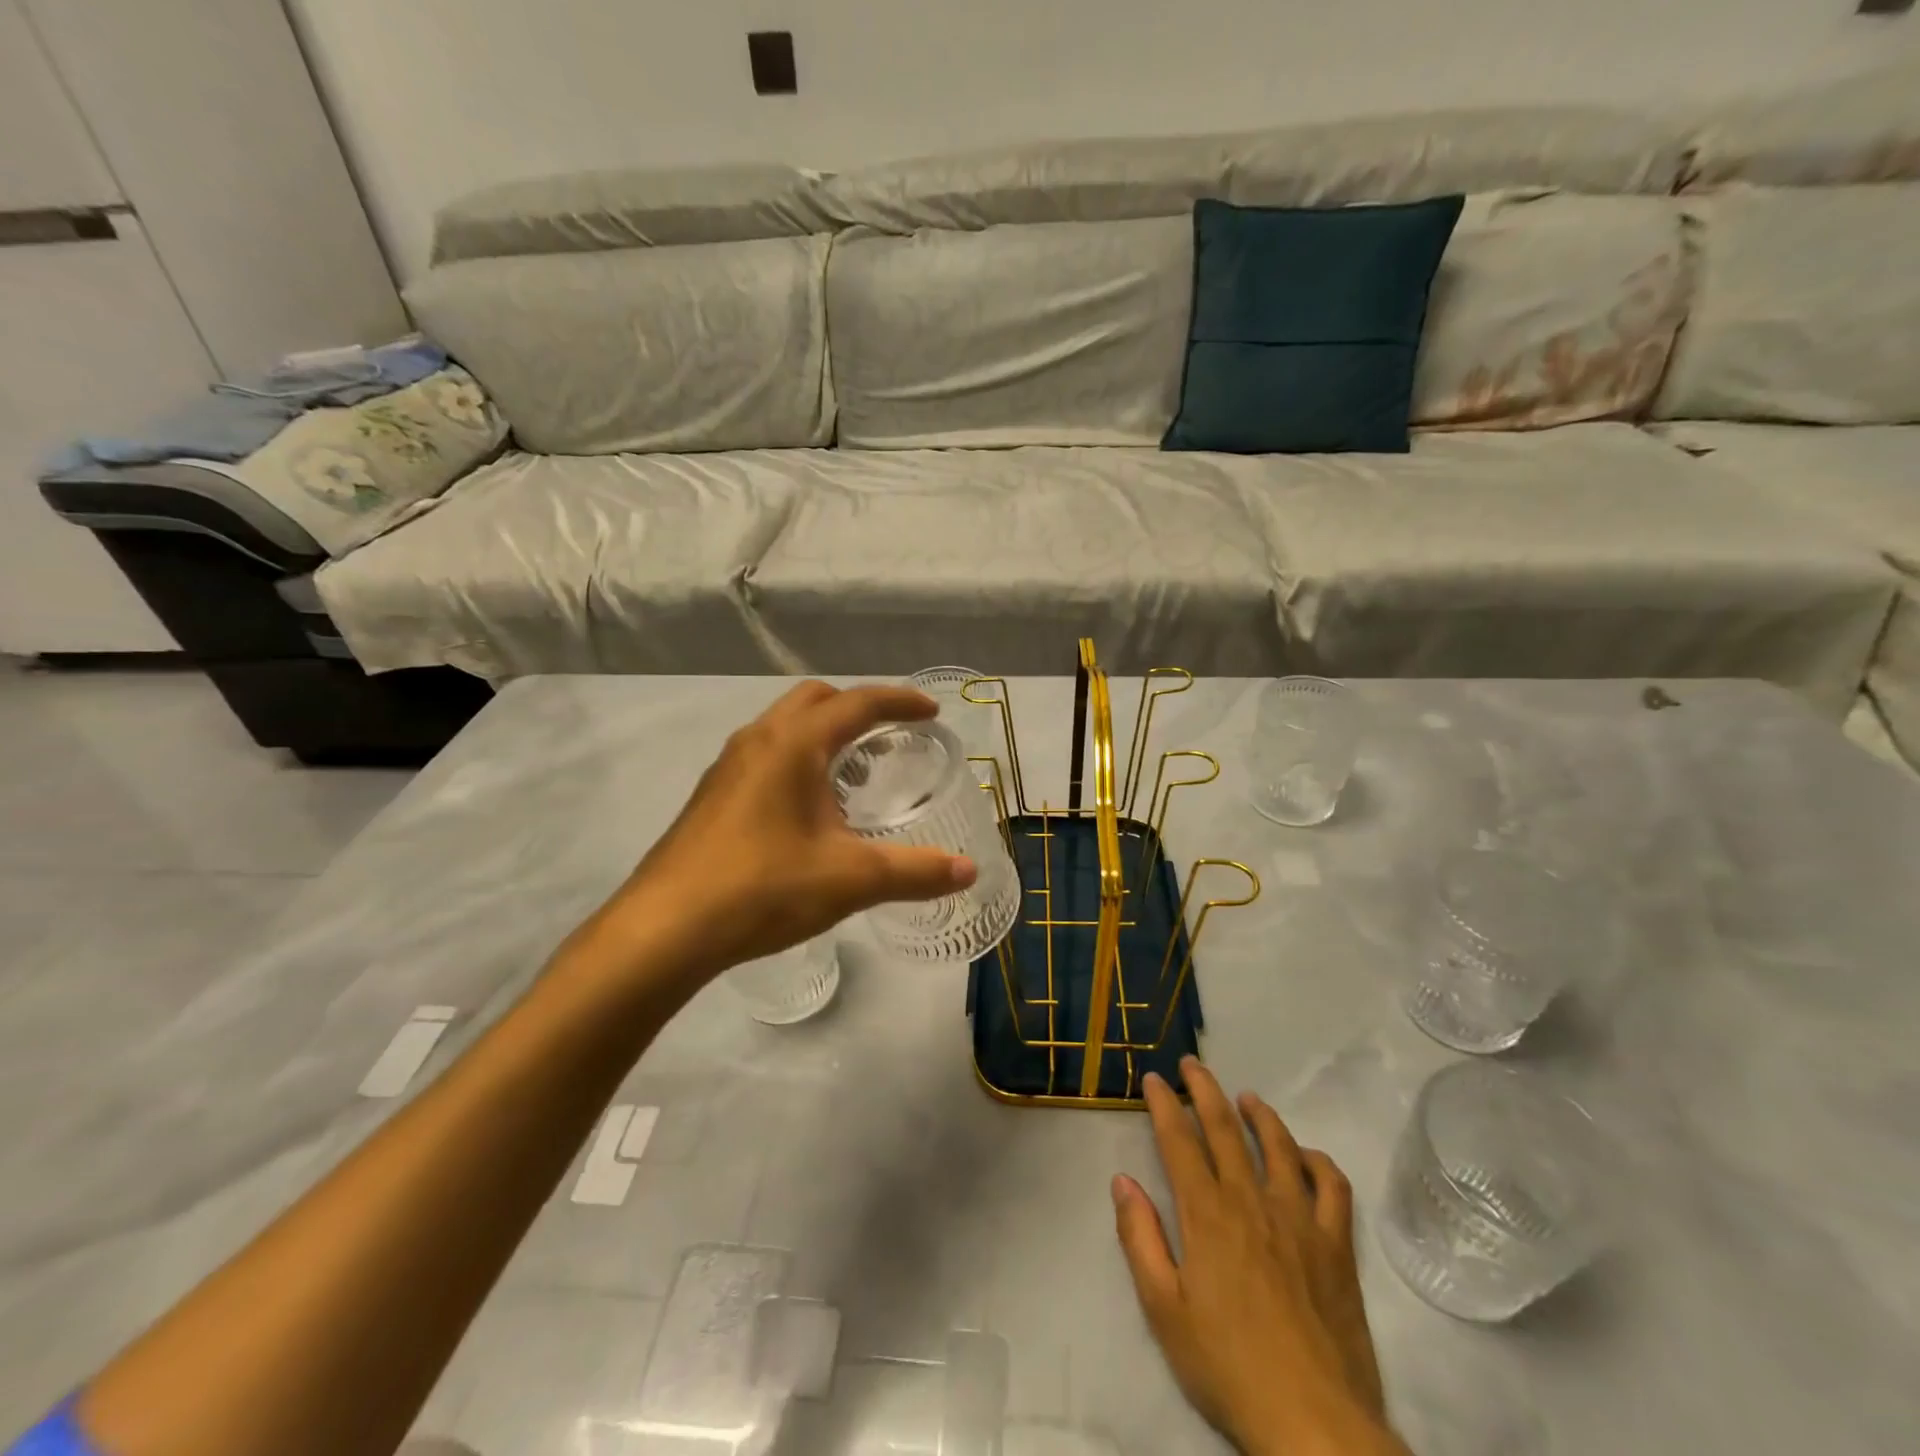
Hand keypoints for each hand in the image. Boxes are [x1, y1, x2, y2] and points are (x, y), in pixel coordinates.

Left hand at [587, 681, 977, 985]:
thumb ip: (915, 871)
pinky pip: (764, 755)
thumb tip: (968, 871)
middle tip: (889, 740)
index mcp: (794, 744)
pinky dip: (797, 760)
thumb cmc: (763, 888)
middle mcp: (758, 740)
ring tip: (854, 775)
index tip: (931, 714)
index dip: (900, 702)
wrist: (665, 929)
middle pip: (816, 700)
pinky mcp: (711, 796)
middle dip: (857, 709)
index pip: (858, 703)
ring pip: (784, 727)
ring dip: (824, 735)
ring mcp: (727, 767)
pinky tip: (808, 811)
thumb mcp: (851, 879)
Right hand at [1113, 1060, 1400, 1455]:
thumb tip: (1122, 1180)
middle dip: (1204, 1089)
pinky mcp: (1337, 1245)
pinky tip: (1306, 1156)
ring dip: (1259, 1113)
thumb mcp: (1164, 1310)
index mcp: (1206, 1214)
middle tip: (1192, 1064)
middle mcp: (1251, 1200)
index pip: (1179, 1140)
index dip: (1164, 1103)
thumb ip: (1140, 1239)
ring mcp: (1300, 1219)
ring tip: (1246, 1096)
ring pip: (1279, 1145)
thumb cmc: (1228, 1367)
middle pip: (1225, 1127)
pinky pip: (1332, 1186)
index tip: (1154, 1078)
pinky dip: (1318, 1161)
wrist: (1314, 1424)